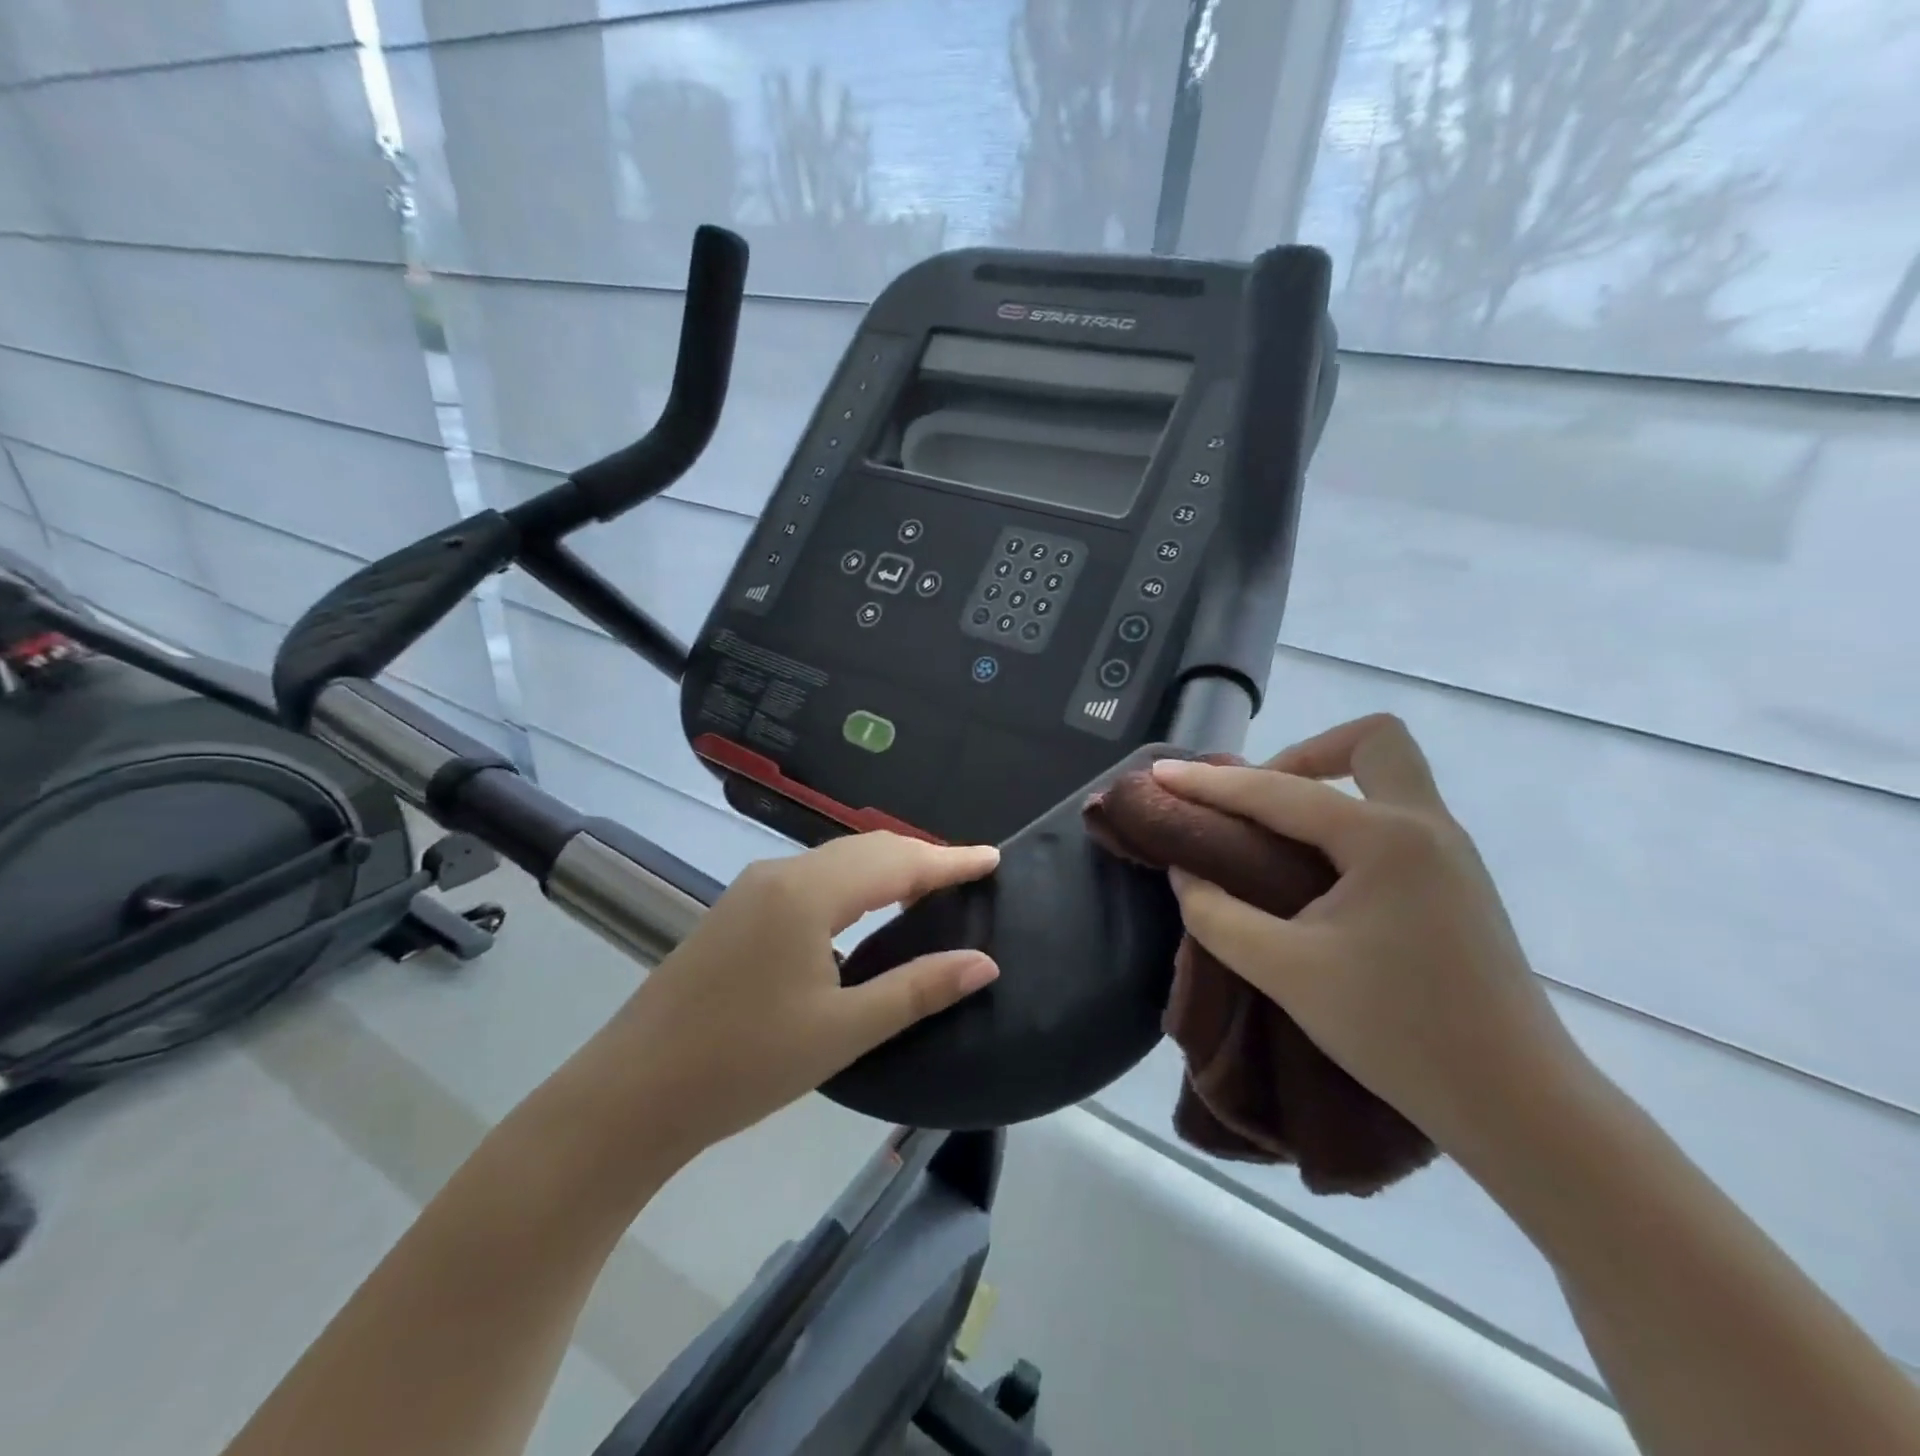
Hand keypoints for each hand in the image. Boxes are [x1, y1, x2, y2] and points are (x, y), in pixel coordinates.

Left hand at [587, 832, 1000, 1163]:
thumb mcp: (842, 1030)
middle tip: (969, 875)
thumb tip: (984, 962)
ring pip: (837, 862)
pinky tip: (865, 911)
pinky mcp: (737, 911)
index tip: (993, 858)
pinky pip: (812, 879)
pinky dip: (854, 884)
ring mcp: (752, 890)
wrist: (633, 1093)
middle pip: (867, 850)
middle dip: (921, 858)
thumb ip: (917, 989)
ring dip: (886, 869)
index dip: (950, 860)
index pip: (897, 862)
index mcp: (809, 893)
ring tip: (928, 890)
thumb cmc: (745, 1063)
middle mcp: (780, 874)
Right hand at [1150, 714, 1591, 1165]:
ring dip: (1326, 785)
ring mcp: (1450, 854)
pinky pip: (1395, 816)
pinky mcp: (1456, 883)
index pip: (1279, 792)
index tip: (1161, 773)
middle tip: (1256, 799)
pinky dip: (1345, 819)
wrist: (1518, 1106)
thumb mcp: (1286, 972)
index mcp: (1385, 839)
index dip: (1211, 783)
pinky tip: (1314, 870)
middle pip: (1373, 742)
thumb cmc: (1398, 1031)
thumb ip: (1218, 915)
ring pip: (1389, 777)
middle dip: (1304, 754)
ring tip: (1272, 832)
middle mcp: (1426, 827)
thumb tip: (1187, 872)